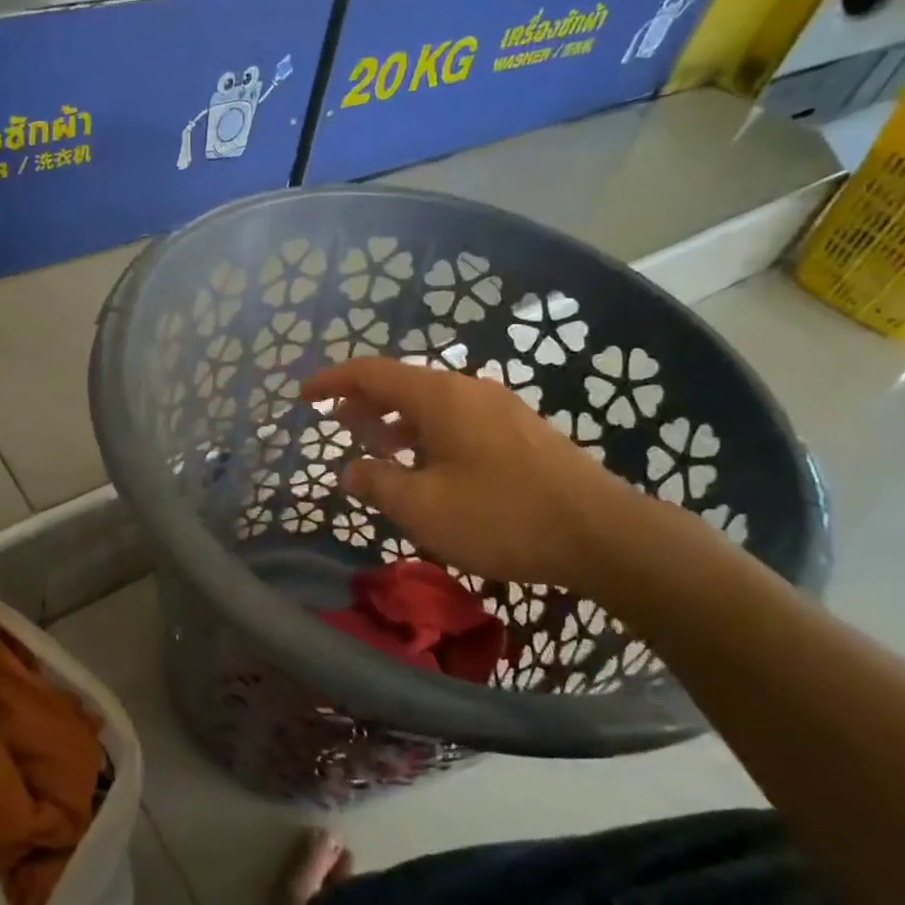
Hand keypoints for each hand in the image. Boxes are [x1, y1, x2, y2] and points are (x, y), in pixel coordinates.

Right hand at [302, 358, 646, 593]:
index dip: (333, 381)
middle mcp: (468, 390)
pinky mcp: (519, 432)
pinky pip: (457, 420)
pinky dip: (426, 434)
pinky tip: (426, 466)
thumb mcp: (423, 508)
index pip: (372, 372)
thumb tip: (349, 470)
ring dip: (396, 421)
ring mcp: (499, 408)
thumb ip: (377, 483)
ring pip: (431, 404)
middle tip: (337, 425)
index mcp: (440, 396)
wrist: (601, 532)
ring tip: (375, 447)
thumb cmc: (501, 516)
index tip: (304, 395)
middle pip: (402, 384)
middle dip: (364, 402)